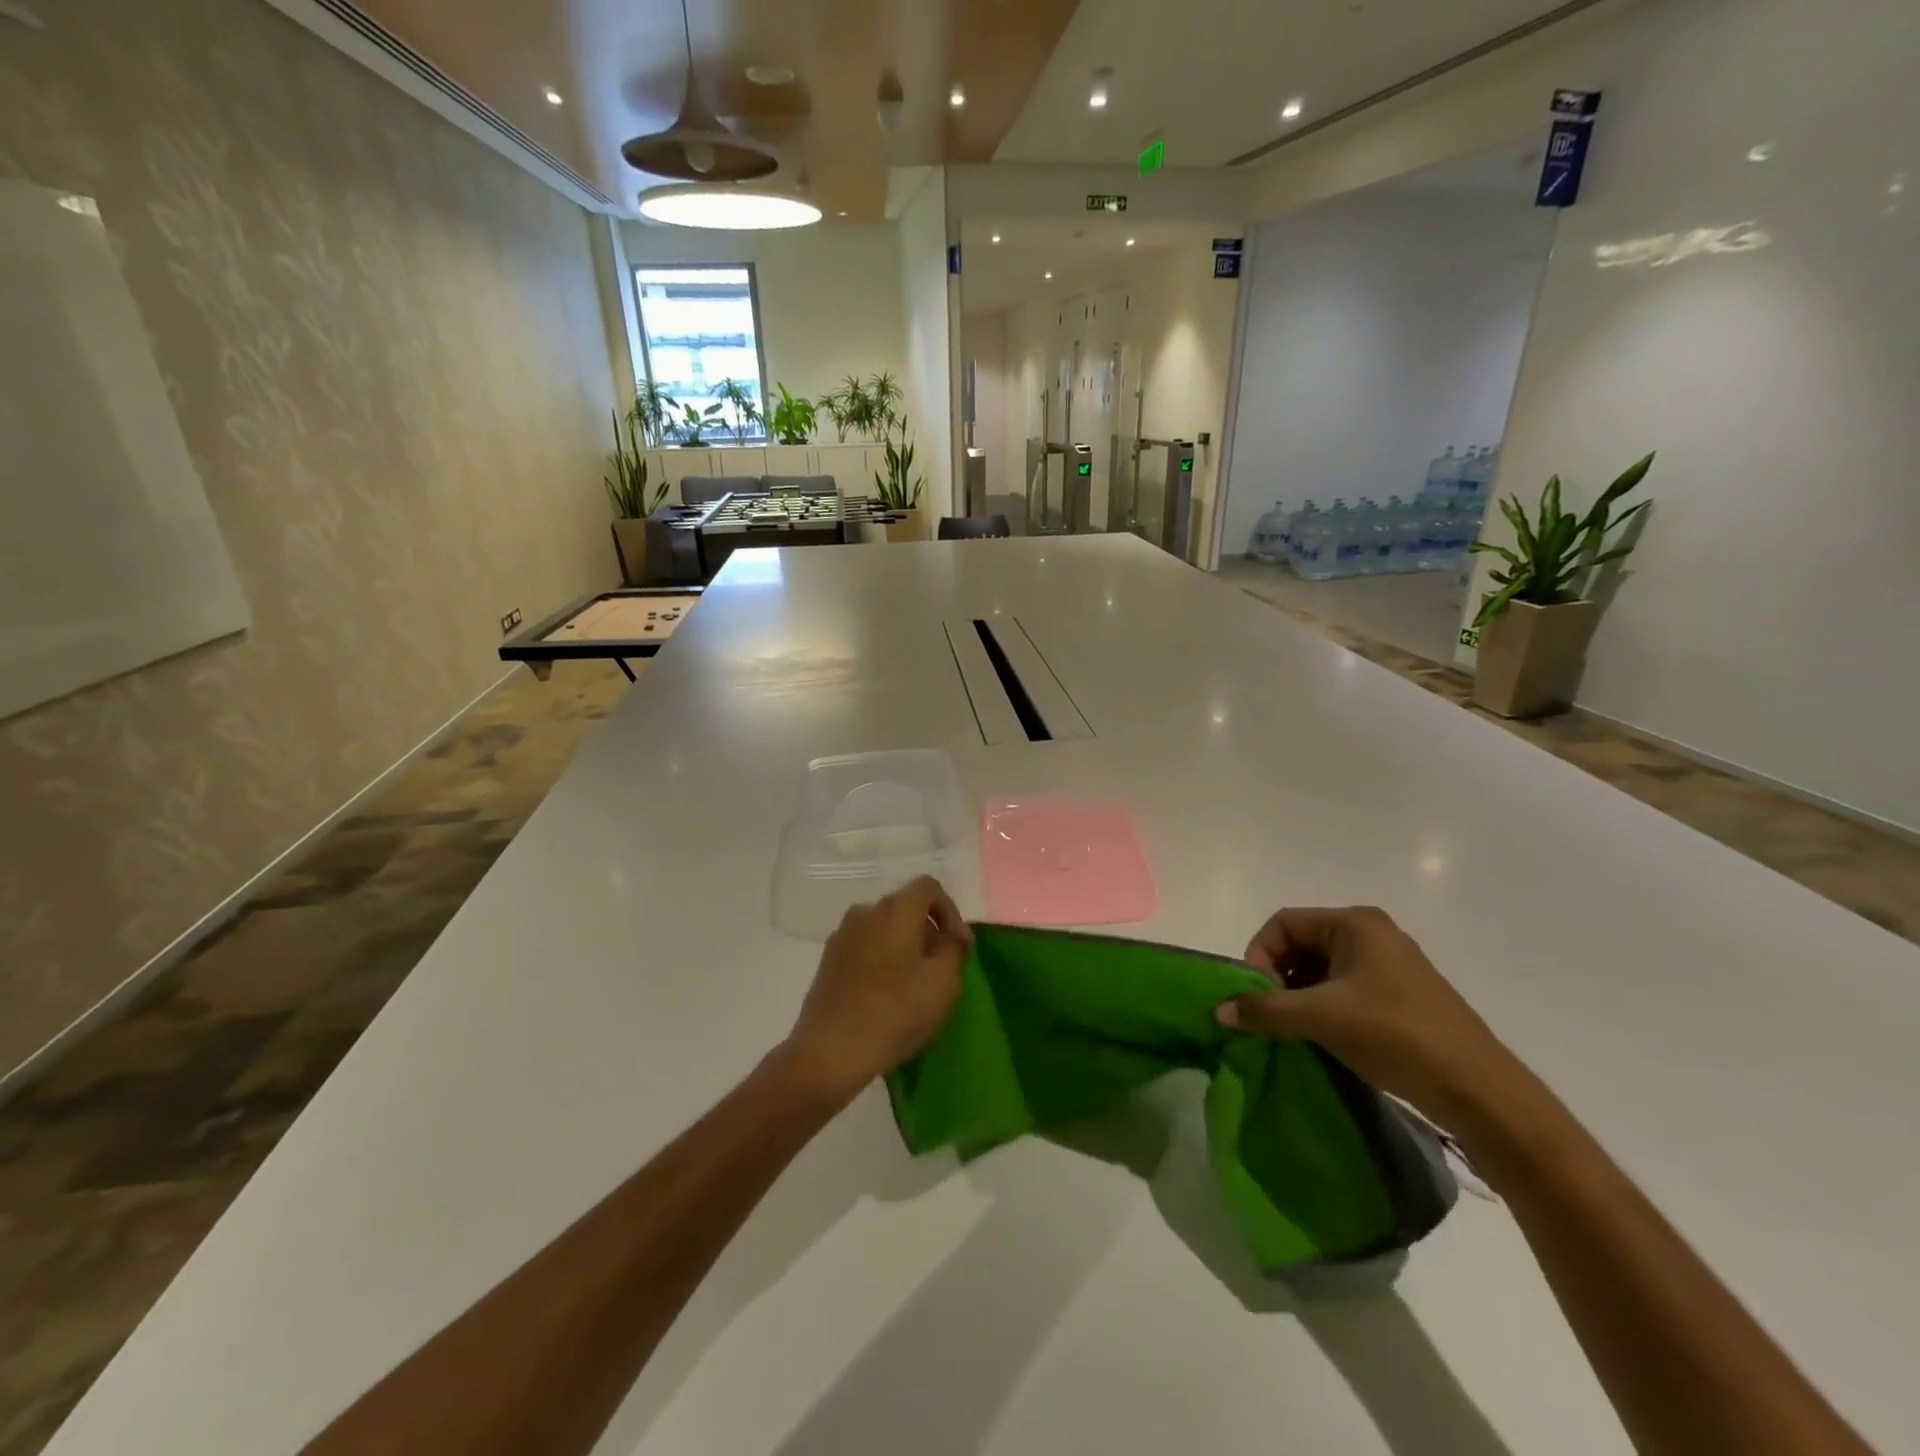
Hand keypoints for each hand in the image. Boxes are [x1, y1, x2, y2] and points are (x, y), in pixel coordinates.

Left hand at [784, 876, 971, 1101]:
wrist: (831, 1050)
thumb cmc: (895, 1011)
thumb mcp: (943, 982)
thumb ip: (953, 949)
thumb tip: (949, 936)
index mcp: (895, 909)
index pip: (930, 888)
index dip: (951, 913)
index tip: (959, 948)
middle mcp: (865, 912)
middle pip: (906, 908)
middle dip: (928, 932)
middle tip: (942, 969)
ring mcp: (842, 936)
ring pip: (884, 929)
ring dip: (905, 948)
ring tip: (915, 985)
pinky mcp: (828, 961)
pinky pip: (865, 948)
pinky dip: (882, 961)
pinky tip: (887, 995)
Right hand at [1216, 906, 1531, 1129]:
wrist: (1479, 1091)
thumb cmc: (1395, 1034)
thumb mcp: (1321, 1018)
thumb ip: (1265, 1010)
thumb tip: (1219, 1010)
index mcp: (1355, 923)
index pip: (1284, 923)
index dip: (1259, 954)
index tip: (1255, 994)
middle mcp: (1371, 934)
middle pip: (1301, 945)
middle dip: (1277, 977)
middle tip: (1268, 1015)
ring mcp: (1388, 967)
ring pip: (1321, 971)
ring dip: (1297, 996)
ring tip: (1290, 1030)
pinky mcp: (1398, 998)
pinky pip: (1343, 991)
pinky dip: (1321, 1009)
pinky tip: (1318, 1039)